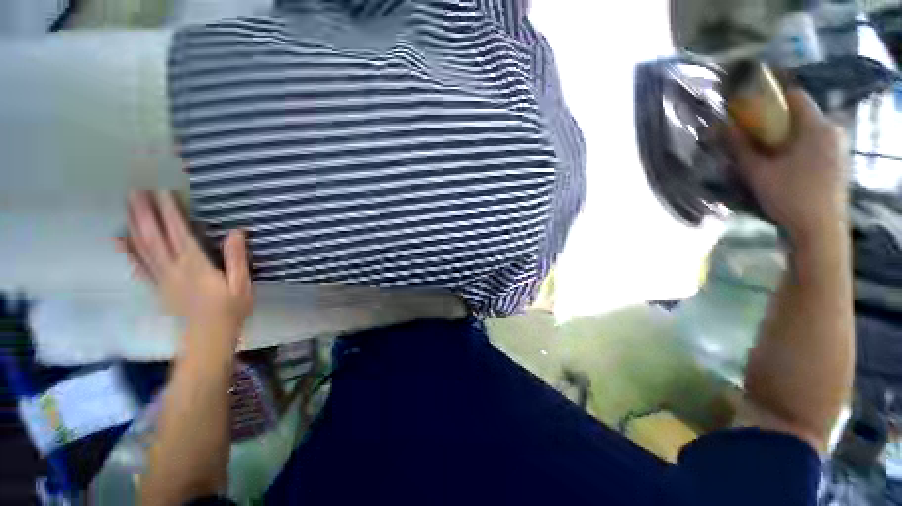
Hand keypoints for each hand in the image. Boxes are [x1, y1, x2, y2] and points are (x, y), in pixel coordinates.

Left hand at [115, 190, 252, 343]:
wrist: (209, 337)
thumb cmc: (231, 309)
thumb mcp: (242, 284)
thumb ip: (237, 258)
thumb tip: (236, 232)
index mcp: (195, 266)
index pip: (179, 233)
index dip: (170, 212)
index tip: (163, 192)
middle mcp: (173, 268)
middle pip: (155, 237)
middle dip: (145, 213)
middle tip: (135, 191)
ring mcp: (162, 278)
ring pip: (143, 248)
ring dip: (134, 225)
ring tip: (128, 205)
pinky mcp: (157, 287)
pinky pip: (139, 266)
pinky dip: (127, 251)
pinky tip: (117, 239)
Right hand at [729, 88, 848, 246]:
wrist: (820, 232)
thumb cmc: (790, 197)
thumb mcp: (758, 172)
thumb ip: (740, 147)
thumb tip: (721, 126)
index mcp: (817, 127)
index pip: (794, 96)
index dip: (771, 98)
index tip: (751, 111)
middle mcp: (832, 131)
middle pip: (800, 115)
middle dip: (775, 122)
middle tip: (754, 138)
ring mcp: (838, 148)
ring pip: (807, 131)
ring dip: (785, 137)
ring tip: (766, 156)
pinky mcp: (838, 163)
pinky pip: (815, 145)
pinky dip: (797, 149)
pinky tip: (784, 167)